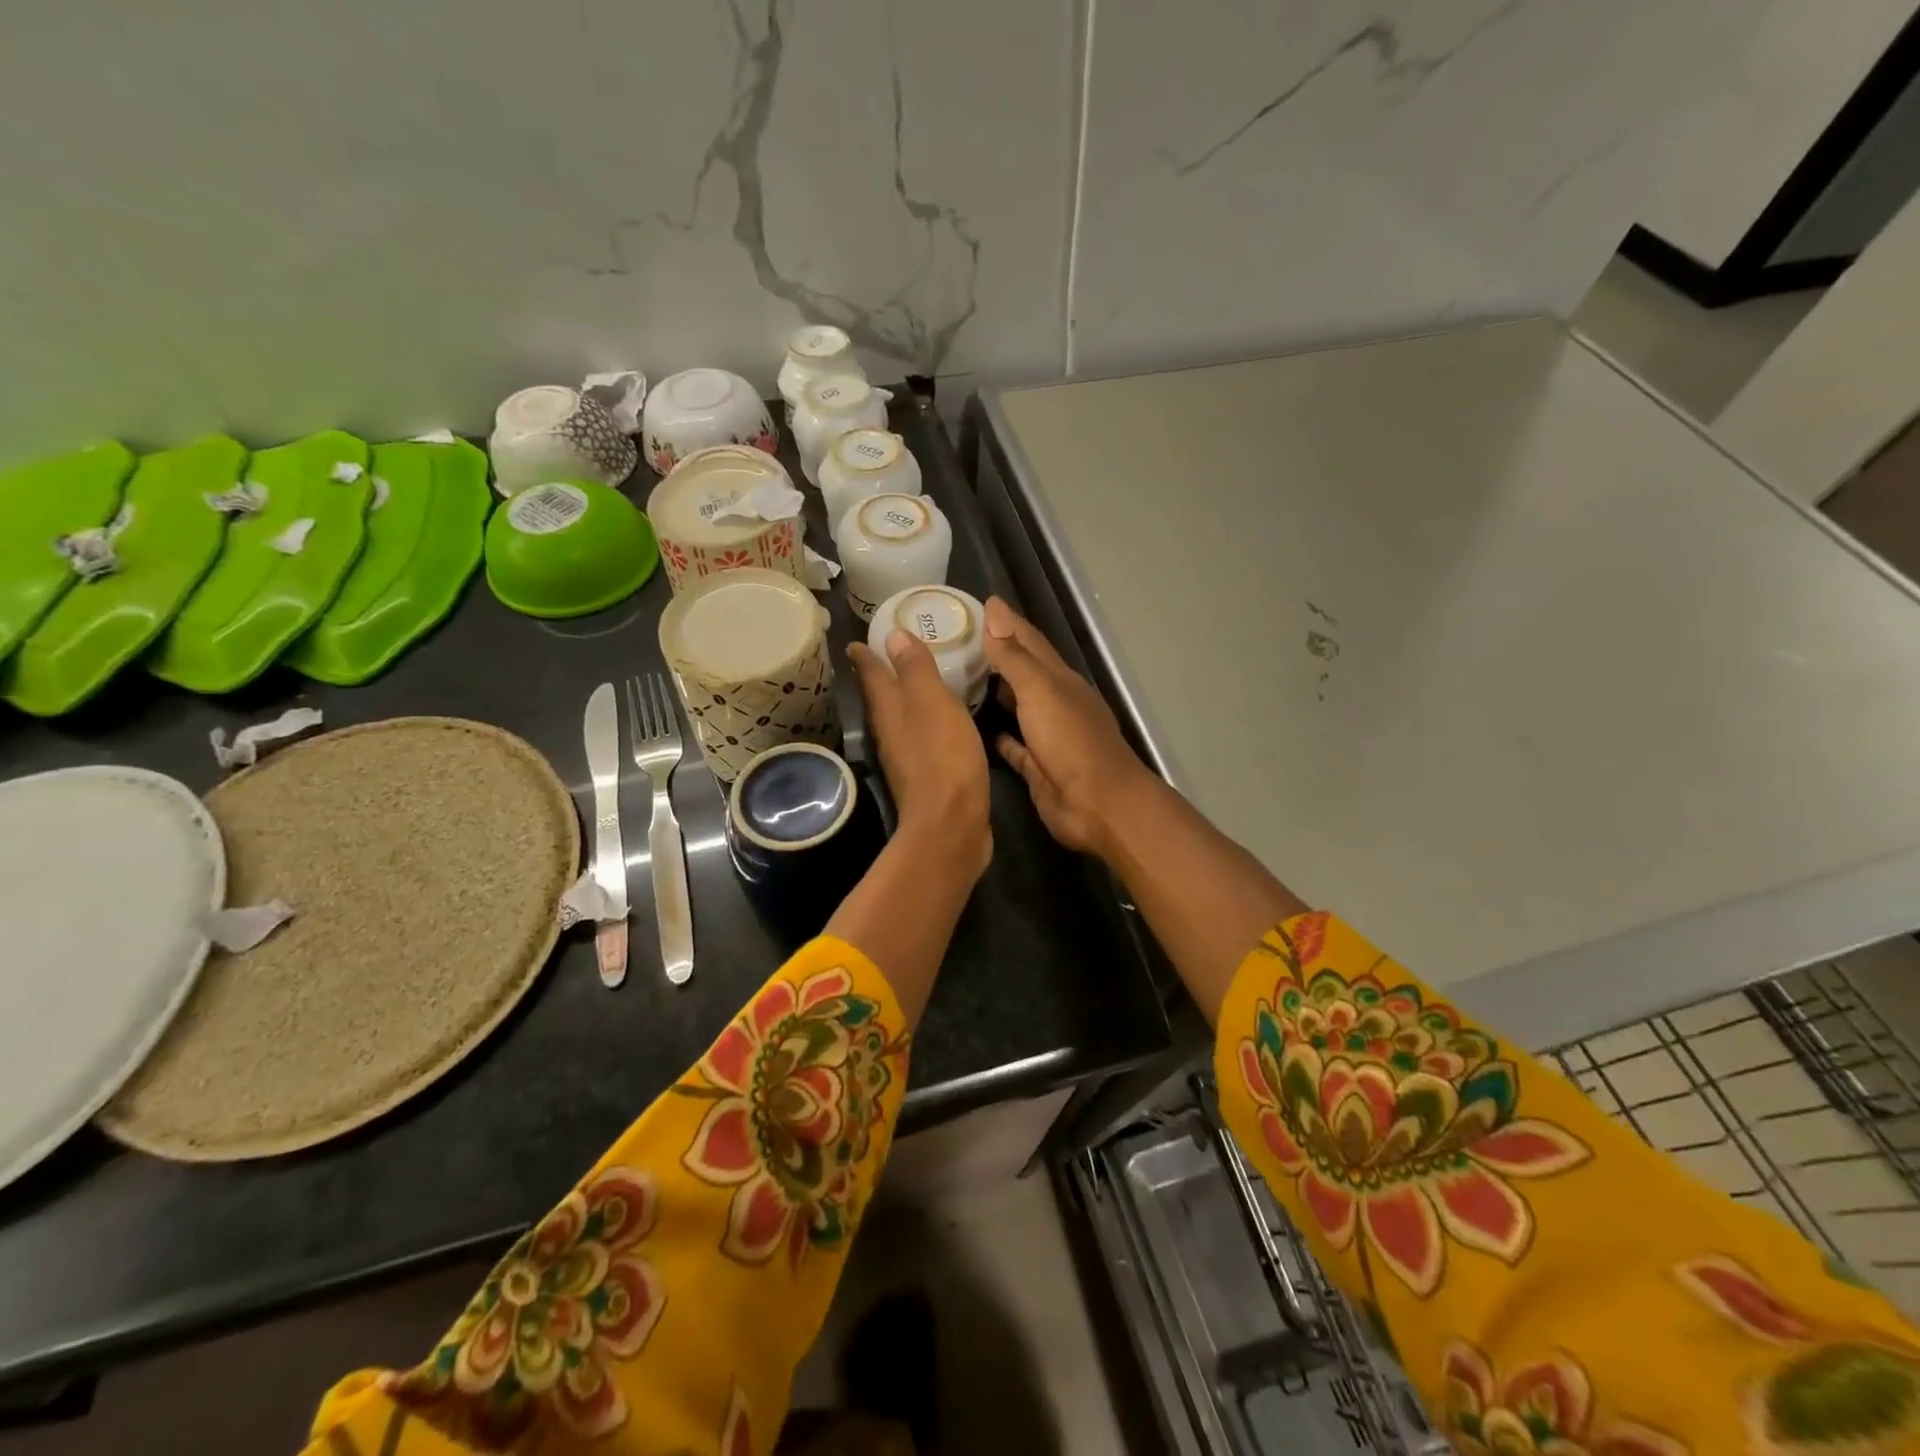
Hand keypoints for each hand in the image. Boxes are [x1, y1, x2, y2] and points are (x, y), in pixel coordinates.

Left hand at [848, 628, 991, 881]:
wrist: (951, 824)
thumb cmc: (942, 757)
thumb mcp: (932, 703)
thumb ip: (915, 669)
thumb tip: (892, 635)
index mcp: (888, 710)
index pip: (871, 674)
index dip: (865, 655)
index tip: (855, 640)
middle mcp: (891, 732)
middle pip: (880, 697)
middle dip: (880, 674)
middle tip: (885, 652)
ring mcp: (906, 756)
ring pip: (899, 718)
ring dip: (902, 698)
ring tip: (913, 681)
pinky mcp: (925, 775)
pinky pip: (921, 737)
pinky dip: (925, 721)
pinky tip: (938, 719)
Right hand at [982, 597, 1154, 859]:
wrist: (1097, 804)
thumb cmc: (1070, 741)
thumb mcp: (1040, 690)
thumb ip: (1014, 655)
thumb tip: (995, 609)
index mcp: (1059, 679)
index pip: (1028, 641)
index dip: (1005, 623)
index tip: (976, 604)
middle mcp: (1054, 702)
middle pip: (1022, 672)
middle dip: (995, 655)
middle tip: (955, 641)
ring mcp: (1048, 736)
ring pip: (1017, 707)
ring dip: (995, 693)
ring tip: (958, 679)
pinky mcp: (1038, 767)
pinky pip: (1014, 746)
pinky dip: (998, 735)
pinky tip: (975, 729)